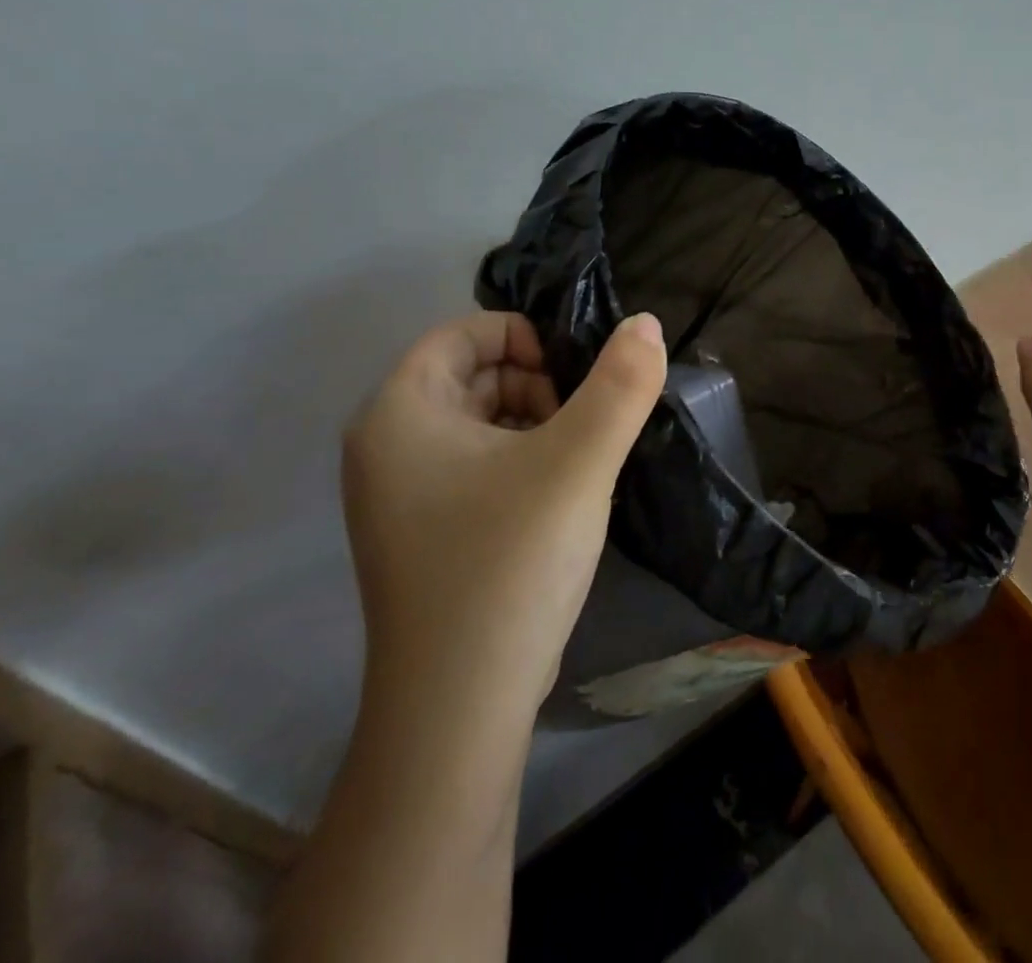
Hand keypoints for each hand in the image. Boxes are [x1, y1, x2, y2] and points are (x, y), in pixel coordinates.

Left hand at [341, 310, 666, 715]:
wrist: (459, 708)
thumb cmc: (510, 562)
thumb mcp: (579, 460)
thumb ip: (621, 384)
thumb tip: (645, 323)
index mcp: (400, 412)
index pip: (463, 334)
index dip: (526, 337)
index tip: (578, 374)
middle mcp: (385, 446)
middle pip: (471, 375)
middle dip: (536, 382)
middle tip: (585, 422)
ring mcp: (400, 497)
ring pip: (477, 422)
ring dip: (535, 423)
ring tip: (581, 460)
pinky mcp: (424, 535)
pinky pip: (475, 467)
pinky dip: (521, 461)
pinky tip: (561, 496)